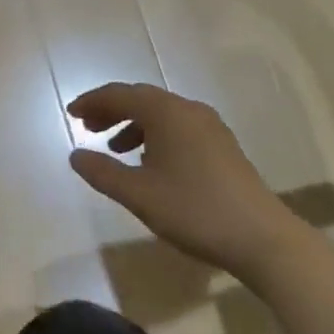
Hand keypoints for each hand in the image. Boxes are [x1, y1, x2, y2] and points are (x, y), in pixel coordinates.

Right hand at [67, 83, 283, 274]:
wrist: (262, 238)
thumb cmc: (194, 210)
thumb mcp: (139, 194)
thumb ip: (102, 172)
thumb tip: (75, 155)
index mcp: (167, 113)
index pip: (121, 94)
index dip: (92, 102)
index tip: (71, 114)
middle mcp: (189, 110)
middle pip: (142, 99)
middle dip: (111, 111)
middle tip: (87, 129)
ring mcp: (210, 127)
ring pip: (162, 114)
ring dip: (133, 125)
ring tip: (114, 149)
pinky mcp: (222, 146)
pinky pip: (179, 128)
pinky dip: (155, 136)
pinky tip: (149, 163)